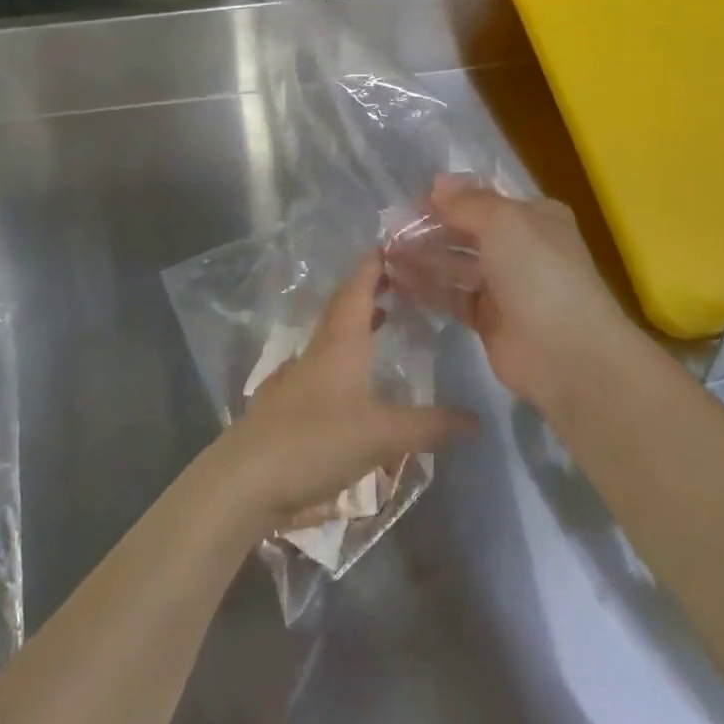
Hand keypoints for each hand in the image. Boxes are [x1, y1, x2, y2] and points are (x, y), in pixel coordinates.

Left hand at [216, 252, 473, 534]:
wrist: (245, 478)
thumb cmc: (316, 440)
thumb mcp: (382, 435)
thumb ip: (430, 426)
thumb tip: (478, 420)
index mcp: (341, 342)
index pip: (358, 288)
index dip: (374, 265)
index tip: (393, 245)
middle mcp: (319, 349)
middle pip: (344, 306)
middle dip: (369, 288)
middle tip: (399, 278)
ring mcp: (300, 375)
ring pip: (333, 334)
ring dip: (358, 320)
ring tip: (384, 318)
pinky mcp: (290, 401)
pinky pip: (324, 361)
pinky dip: (346, 353)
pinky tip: (356, 375)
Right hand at [395, 174, 640, 407]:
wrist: (566, 352)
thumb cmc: (538, 272)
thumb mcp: (504, 221)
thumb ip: (467, 201)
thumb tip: (438, 183)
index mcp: (533, 217)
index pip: (483, 200)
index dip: (448, 199)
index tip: (410, 202)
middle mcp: (520, 247)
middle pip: (465, 231)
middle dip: (429, 229)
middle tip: (388, 232)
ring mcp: (504, 284)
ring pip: (455, 264)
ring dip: (422, 257)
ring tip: (385, 255)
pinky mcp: (488, 318)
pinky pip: (451, 295)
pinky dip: (427, 287)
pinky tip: (396, 280)